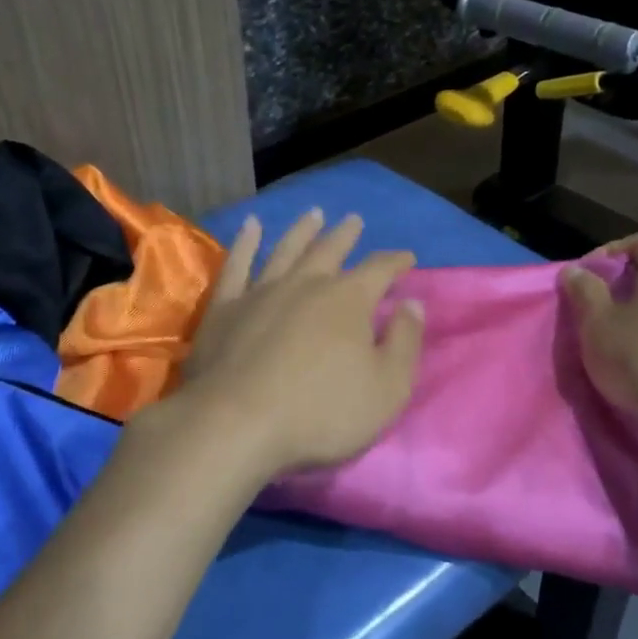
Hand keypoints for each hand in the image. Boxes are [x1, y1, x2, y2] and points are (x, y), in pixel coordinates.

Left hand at [176, 209, 424, 478]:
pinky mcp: (225, 307)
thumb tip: (413, 304)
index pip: (379, 270)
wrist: (237, 424)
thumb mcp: (387, 388)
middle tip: (354, 220)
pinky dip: (246, 242)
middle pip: (330, 251)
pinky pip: (237, 265)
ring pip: (286, 249)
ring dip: (302, 231)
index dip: (395, 262)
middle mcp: (306, 284)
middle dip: (346, 236)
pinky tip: (251, 226)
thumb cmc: (322, 412)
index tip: (407, 257)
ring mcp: (261, 292)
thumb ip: (405, 343)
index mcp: (348, 300)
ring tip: (313, 214)